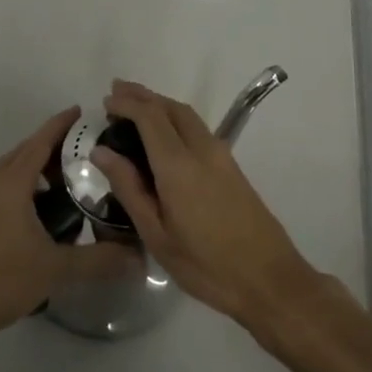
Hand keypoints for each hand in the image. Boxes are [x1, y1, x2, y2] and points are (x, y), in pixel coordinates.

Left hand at [0, 107, 137, 355]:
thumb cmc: (2, 281)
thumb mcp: (56, 270)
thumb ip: (98, 260)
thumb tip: (138, 258)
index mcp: (10, 184)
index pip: (40, 142)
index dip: (60, 125)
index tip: (78, 111)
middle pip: (22, 153)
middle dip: (48, 148)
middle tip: (77, 156)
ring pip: (4, 172)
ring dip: (29, 170)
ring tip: (56, 187)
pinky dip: (12, 189)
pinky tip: (25, 216)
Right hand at [92, 80, 320, 334]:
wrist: (269, 279)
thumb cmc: (206, 265)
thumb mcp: (157, 235)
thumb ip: (129, 188)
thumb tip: (102, 152)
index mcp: (179, 165)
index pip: (150, 116)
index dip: (126, 103)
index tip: (105, 102)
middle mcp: (202, 149)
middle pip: (171, 107)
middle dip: (142, 95)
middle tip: (115, 93)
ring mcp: (221, 155)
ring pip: (187, 114)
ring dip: (160, 104)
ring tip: (134, 106)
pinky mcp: (231, 166)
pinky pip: (197, 128)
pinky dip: (174, 118)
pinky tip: (163, 134)